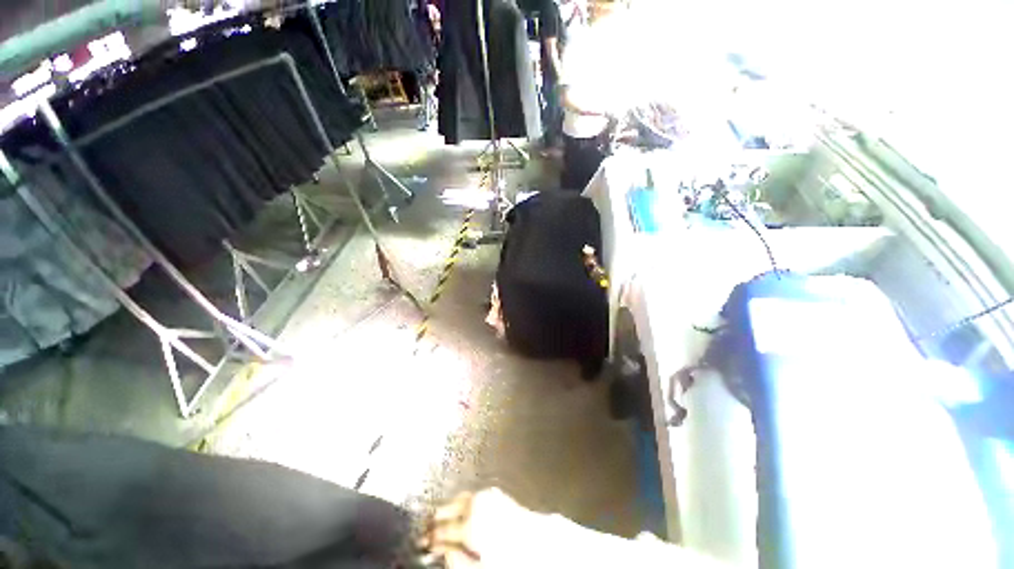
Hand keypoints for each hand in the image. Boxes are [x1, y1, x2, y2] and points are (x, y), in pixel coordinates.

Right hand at [420, 488, 533, 567]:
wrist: (537, 541)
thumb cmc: (509, 557)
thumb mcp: (481, 566)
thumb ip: (458, 559)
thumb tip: (443, 551)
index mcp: (471, 523)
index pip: (443, 529)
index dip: (431, 536)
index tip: (423, 541)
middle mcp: (478, 504)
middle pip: (449, 507)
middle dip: (437, 517)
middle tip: (428, 526)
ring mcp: (487, 496)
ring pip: (461, 497)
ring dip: (450, 507)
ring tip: (443, 516)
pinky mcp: (496, 494)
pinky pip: (474, 495)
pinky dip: (465, 501)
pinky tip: (463, 509)